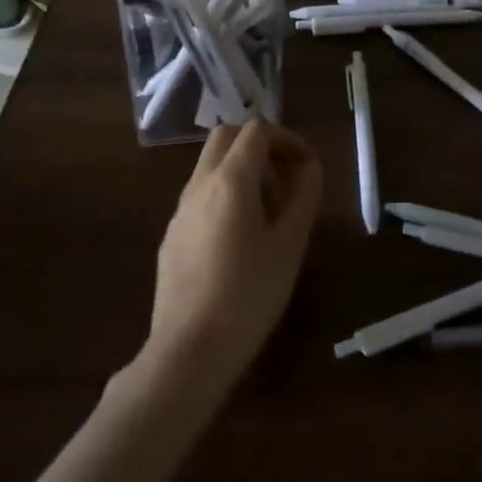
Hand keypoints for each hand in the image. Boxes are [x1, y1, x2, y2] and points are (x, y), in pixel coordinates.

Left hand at [140, 120, 322, 400]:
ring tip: (270, 210)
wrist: (188, 351)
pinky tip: (241, 237)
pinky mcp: (172, 234)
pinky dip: (225, 193)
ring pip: (211, 165)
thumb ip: (303, 198)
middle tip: (286, 177)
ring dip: (242, 169)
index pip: (257, 131)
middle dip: (260, 145)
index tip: (307, 165)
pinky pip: (201, 194)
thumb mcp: (289, 246)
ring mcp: (181, 209)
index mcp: (230, 180)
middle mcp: (200, 184)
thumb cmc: (248, 295)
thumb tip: (309, 167)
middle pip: (227, 137)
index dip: (287, 139)